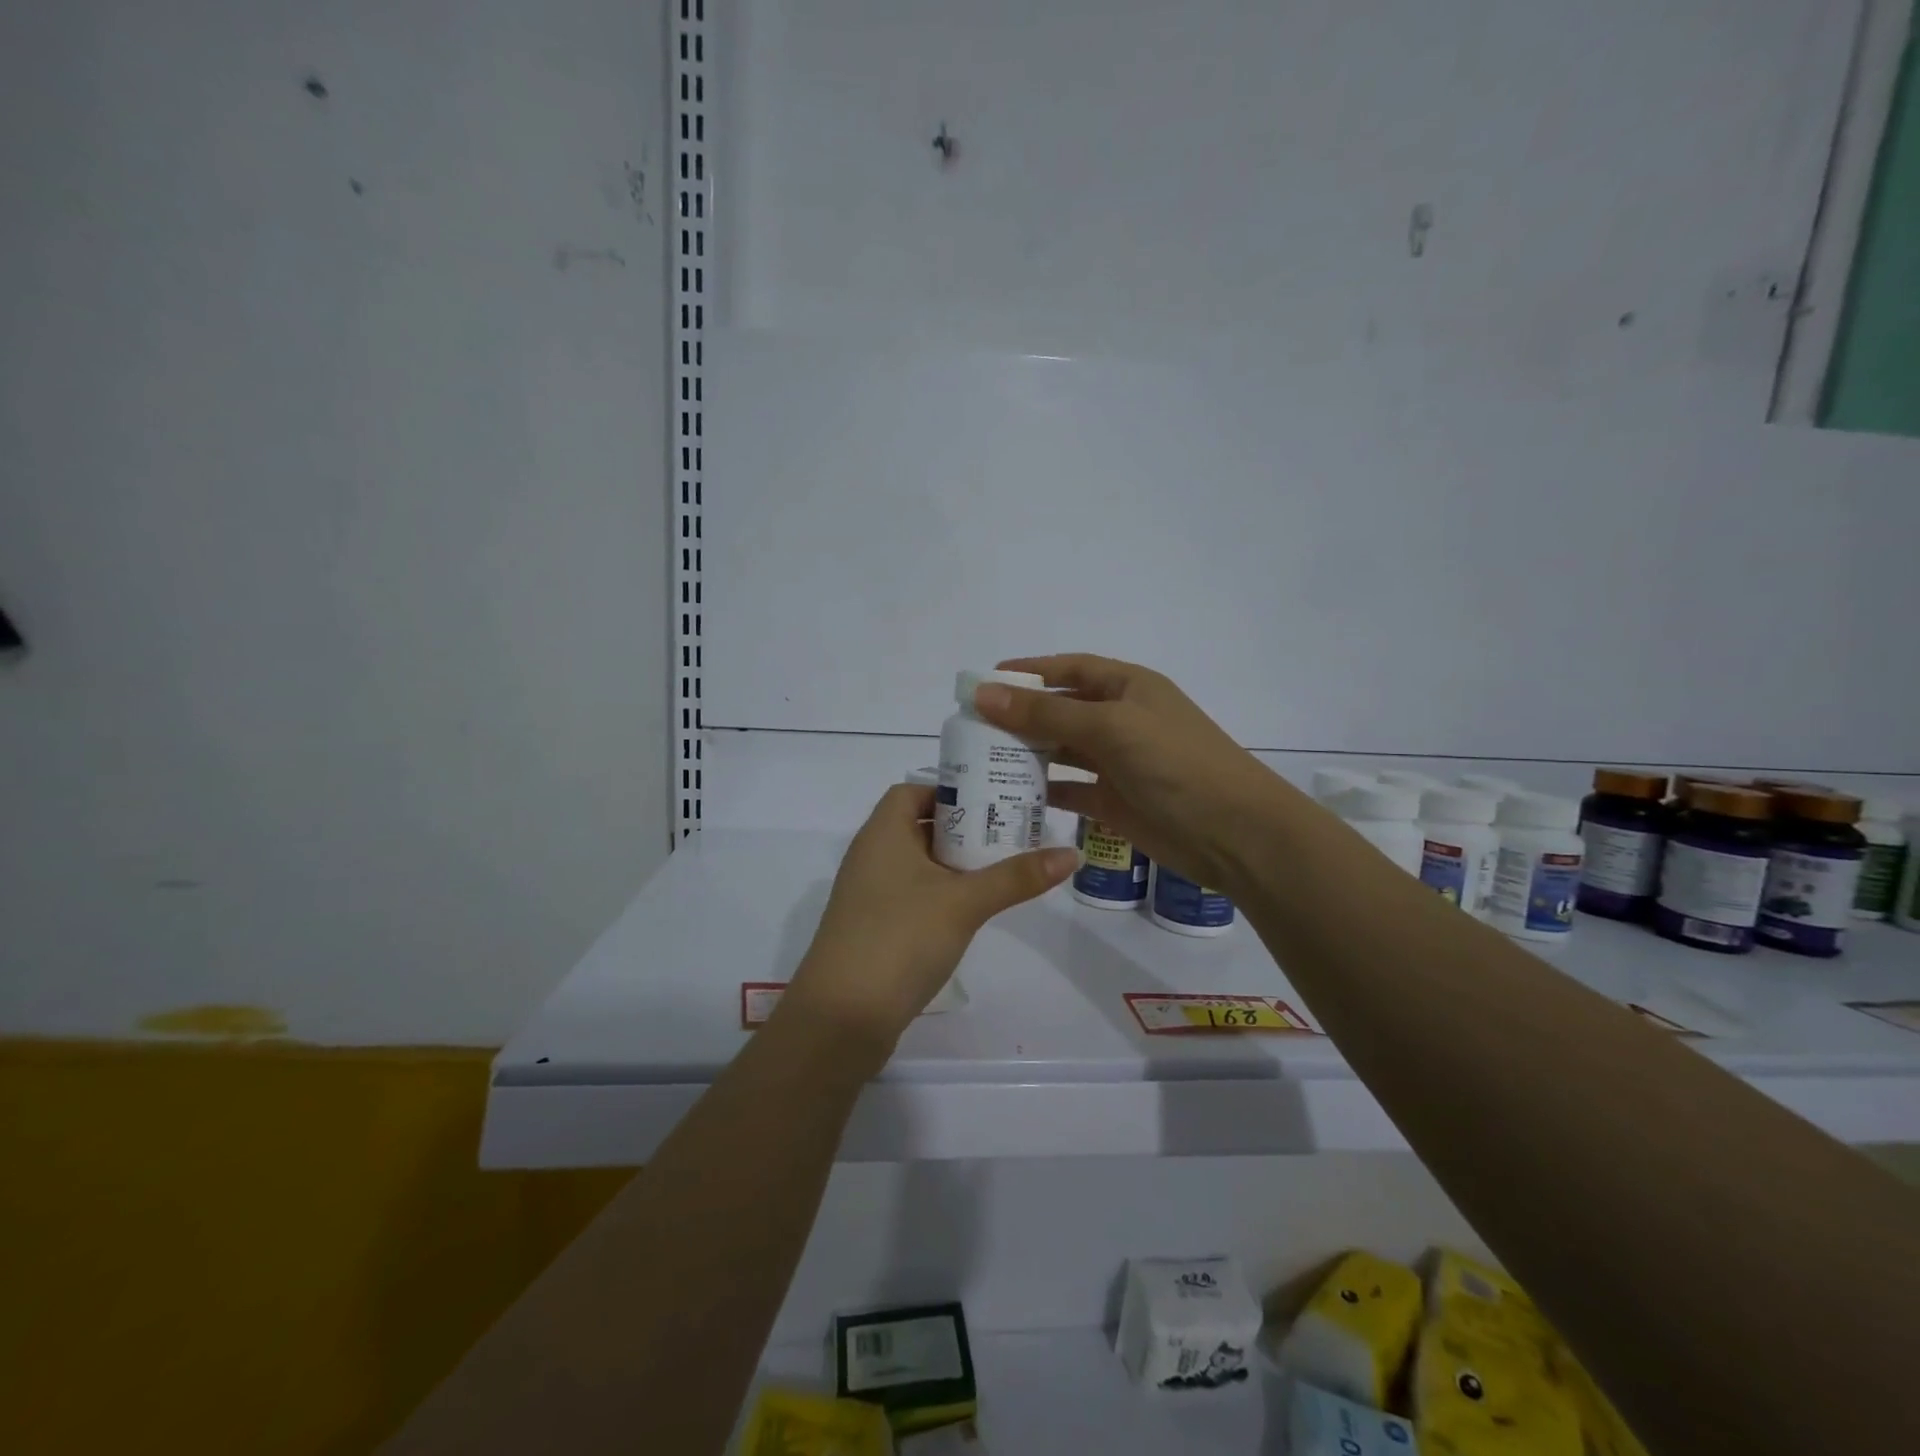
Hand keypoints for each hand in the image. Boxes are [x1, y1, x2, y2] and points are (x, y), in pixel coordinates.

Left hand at [779, 783, 1077, 1057]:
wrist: (842, 1017)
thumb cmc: (901, 938)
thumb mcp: (965, 902)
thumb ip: (1016, 876)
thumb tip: (1071, 853)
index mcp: (882, 834)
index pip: (911, 791)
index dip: (948, 790)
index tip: (990, 802)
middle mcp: (870, 857)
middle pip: (918, 826)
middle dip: (962, 829)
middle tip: (1009, 833)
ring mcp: (868, 895)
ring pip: (916, 865)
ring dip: (953, 865)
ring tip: (1000, 869)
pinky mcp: (872, 929)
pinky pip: (910, 896)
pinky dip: (939, 895)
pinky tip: (970, 912)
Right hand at [973, 654, 1284, 892]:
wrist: (1234, 833)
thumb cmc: (1175, 763)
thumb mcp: (1110, 727)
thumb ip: (1047, 712)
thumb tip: (985, 693)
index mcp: (1128, 688)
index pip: (1070, 668)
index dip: (1029, 672)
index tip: (985, 681)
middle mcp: (1121, 720)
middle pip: (1061, 709)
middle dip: (1020, 715)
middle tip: (971, 728)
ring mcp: (1118, 763)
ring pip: (1062, 750)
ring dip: (1027, 753)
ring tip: (981, 761)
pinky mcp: (1115, 802)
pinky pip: (1070, 789)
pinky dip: (1044, 791)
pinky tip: (1011, 796)